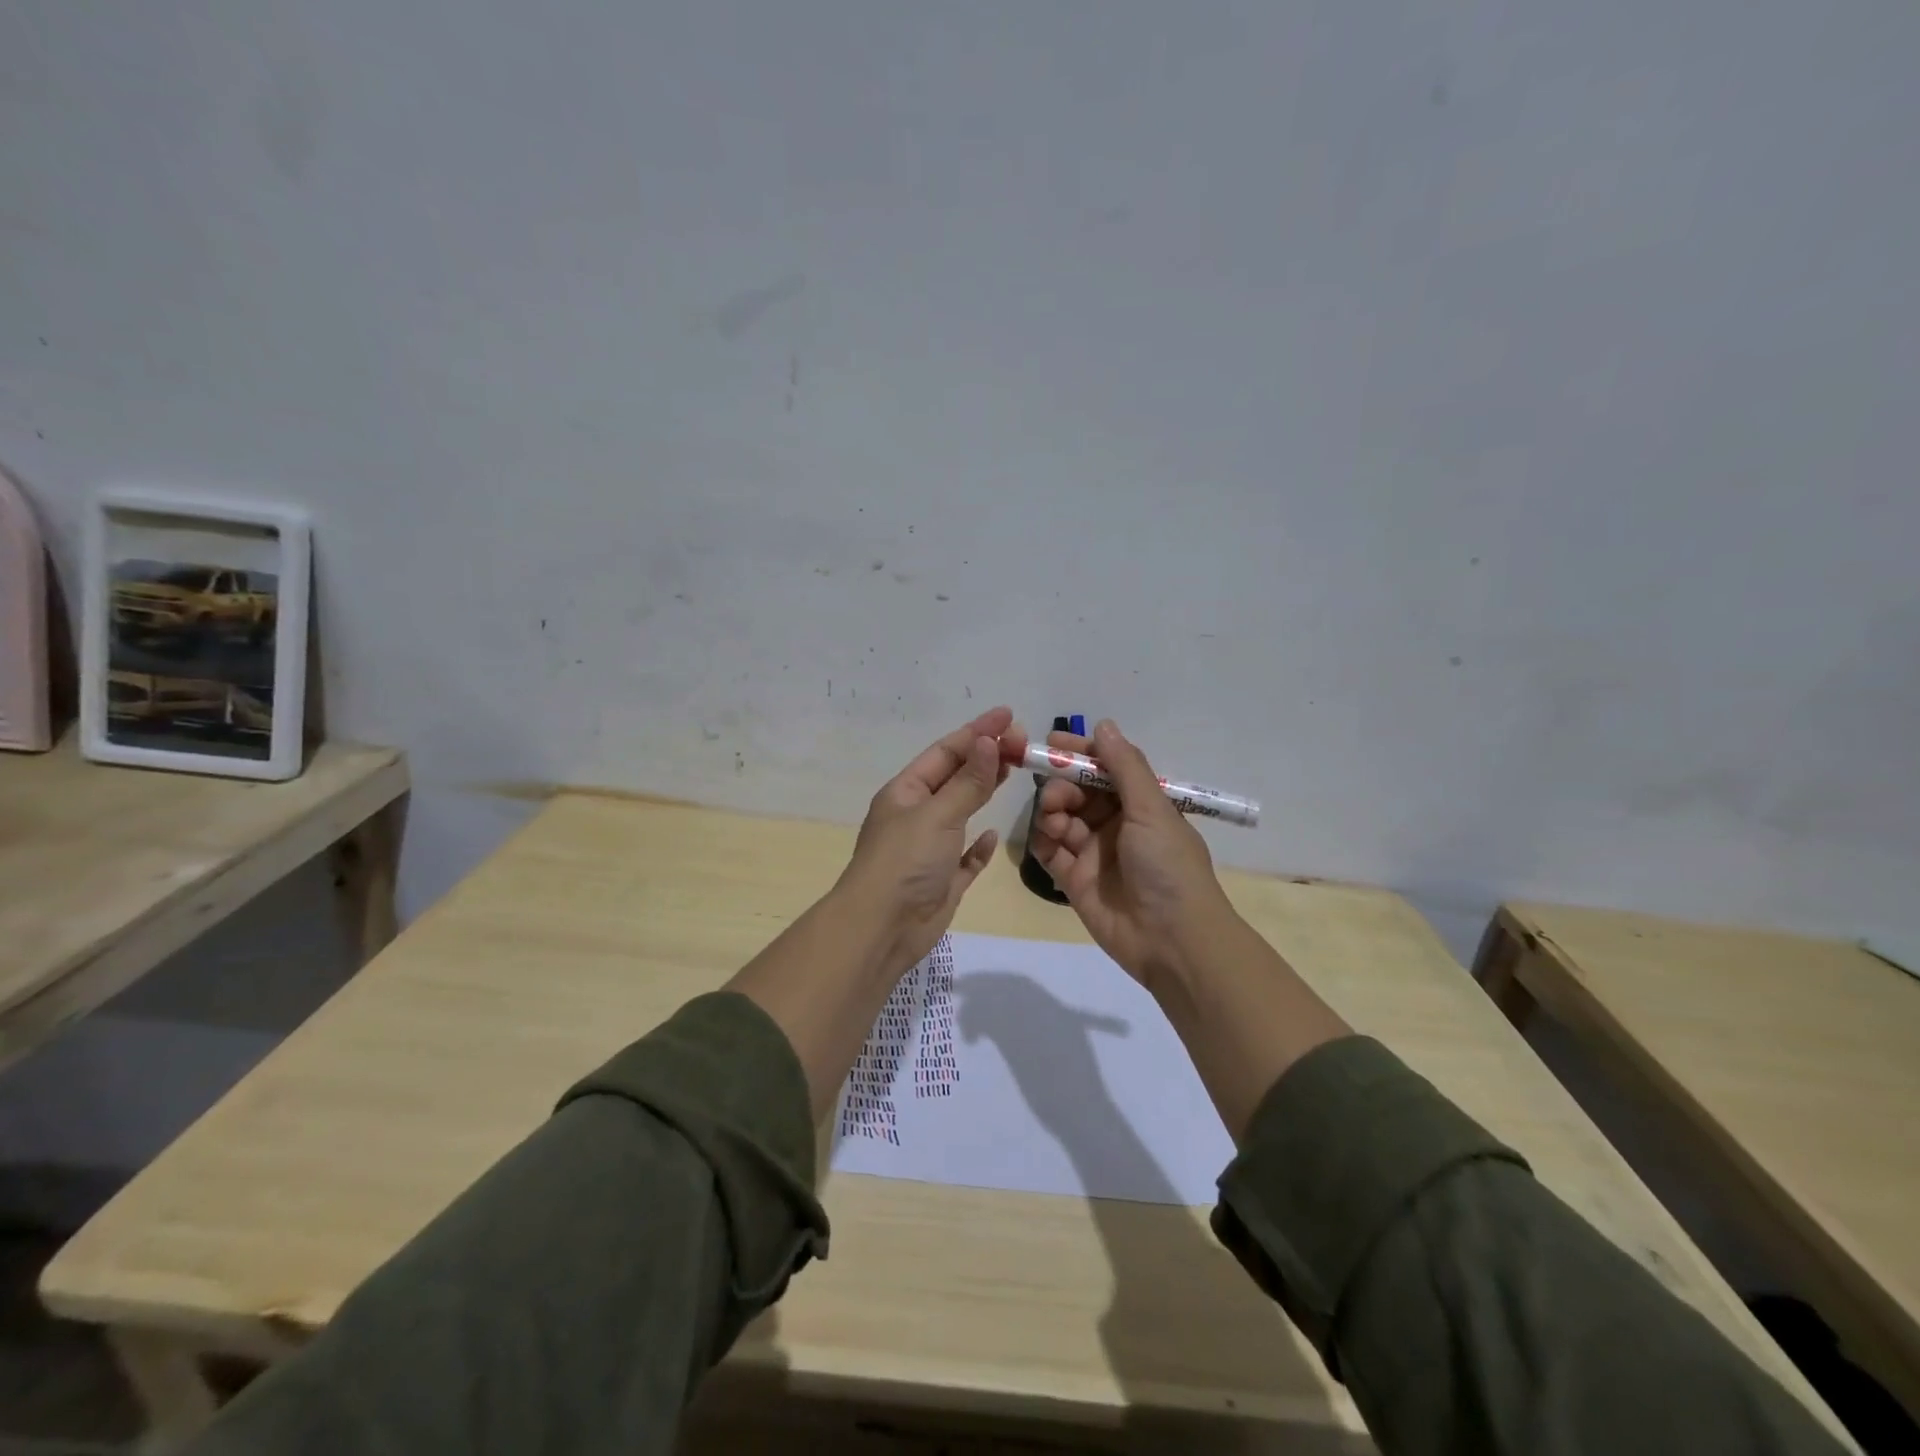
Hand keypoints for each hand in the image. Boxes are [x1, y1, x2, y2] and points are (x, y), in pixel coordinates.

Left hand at [837, 706, 1027, 973]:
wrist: (881, 929)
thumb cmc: (905, 862)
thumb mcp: (938, 814)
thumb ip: (968, 781)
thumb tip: (989, 741)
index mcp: (906, 793)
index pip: (945, 752)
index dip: (977, 732)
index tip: (1008, 715)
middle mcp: (916, 815)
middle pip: (955, 778)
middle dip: (985, 757)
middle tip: (1022, 741)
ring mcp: (929, 849)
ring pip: (961, 811)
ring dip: (983, 790)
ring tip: (1013, 769)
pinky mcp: (942, 880)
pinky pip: (964, 856)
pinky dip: (979, 845)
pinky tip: (993, 834)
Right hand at [1028, 719, 1234, 988]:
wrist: (1172, 941)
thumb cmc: (1168, 867)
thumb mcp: (1152, 810)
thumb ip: (1124, 767)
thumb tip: (1103, 725)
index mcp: (1140, 805)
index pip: (1104, 769)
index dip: (1080, 753)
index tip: (1052, 741)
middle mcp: (1116, 824)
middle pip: (1077, 792)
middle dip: (1061, 785)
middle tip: (1055, 795)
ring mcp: (1093, 853)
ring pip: (1060, 819)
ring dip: (1052, 812)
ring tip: (1054, 822)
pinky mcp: (1074, 880)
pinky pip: (1049, 852)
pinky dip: (1043, 842)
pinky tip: (1045, 840)